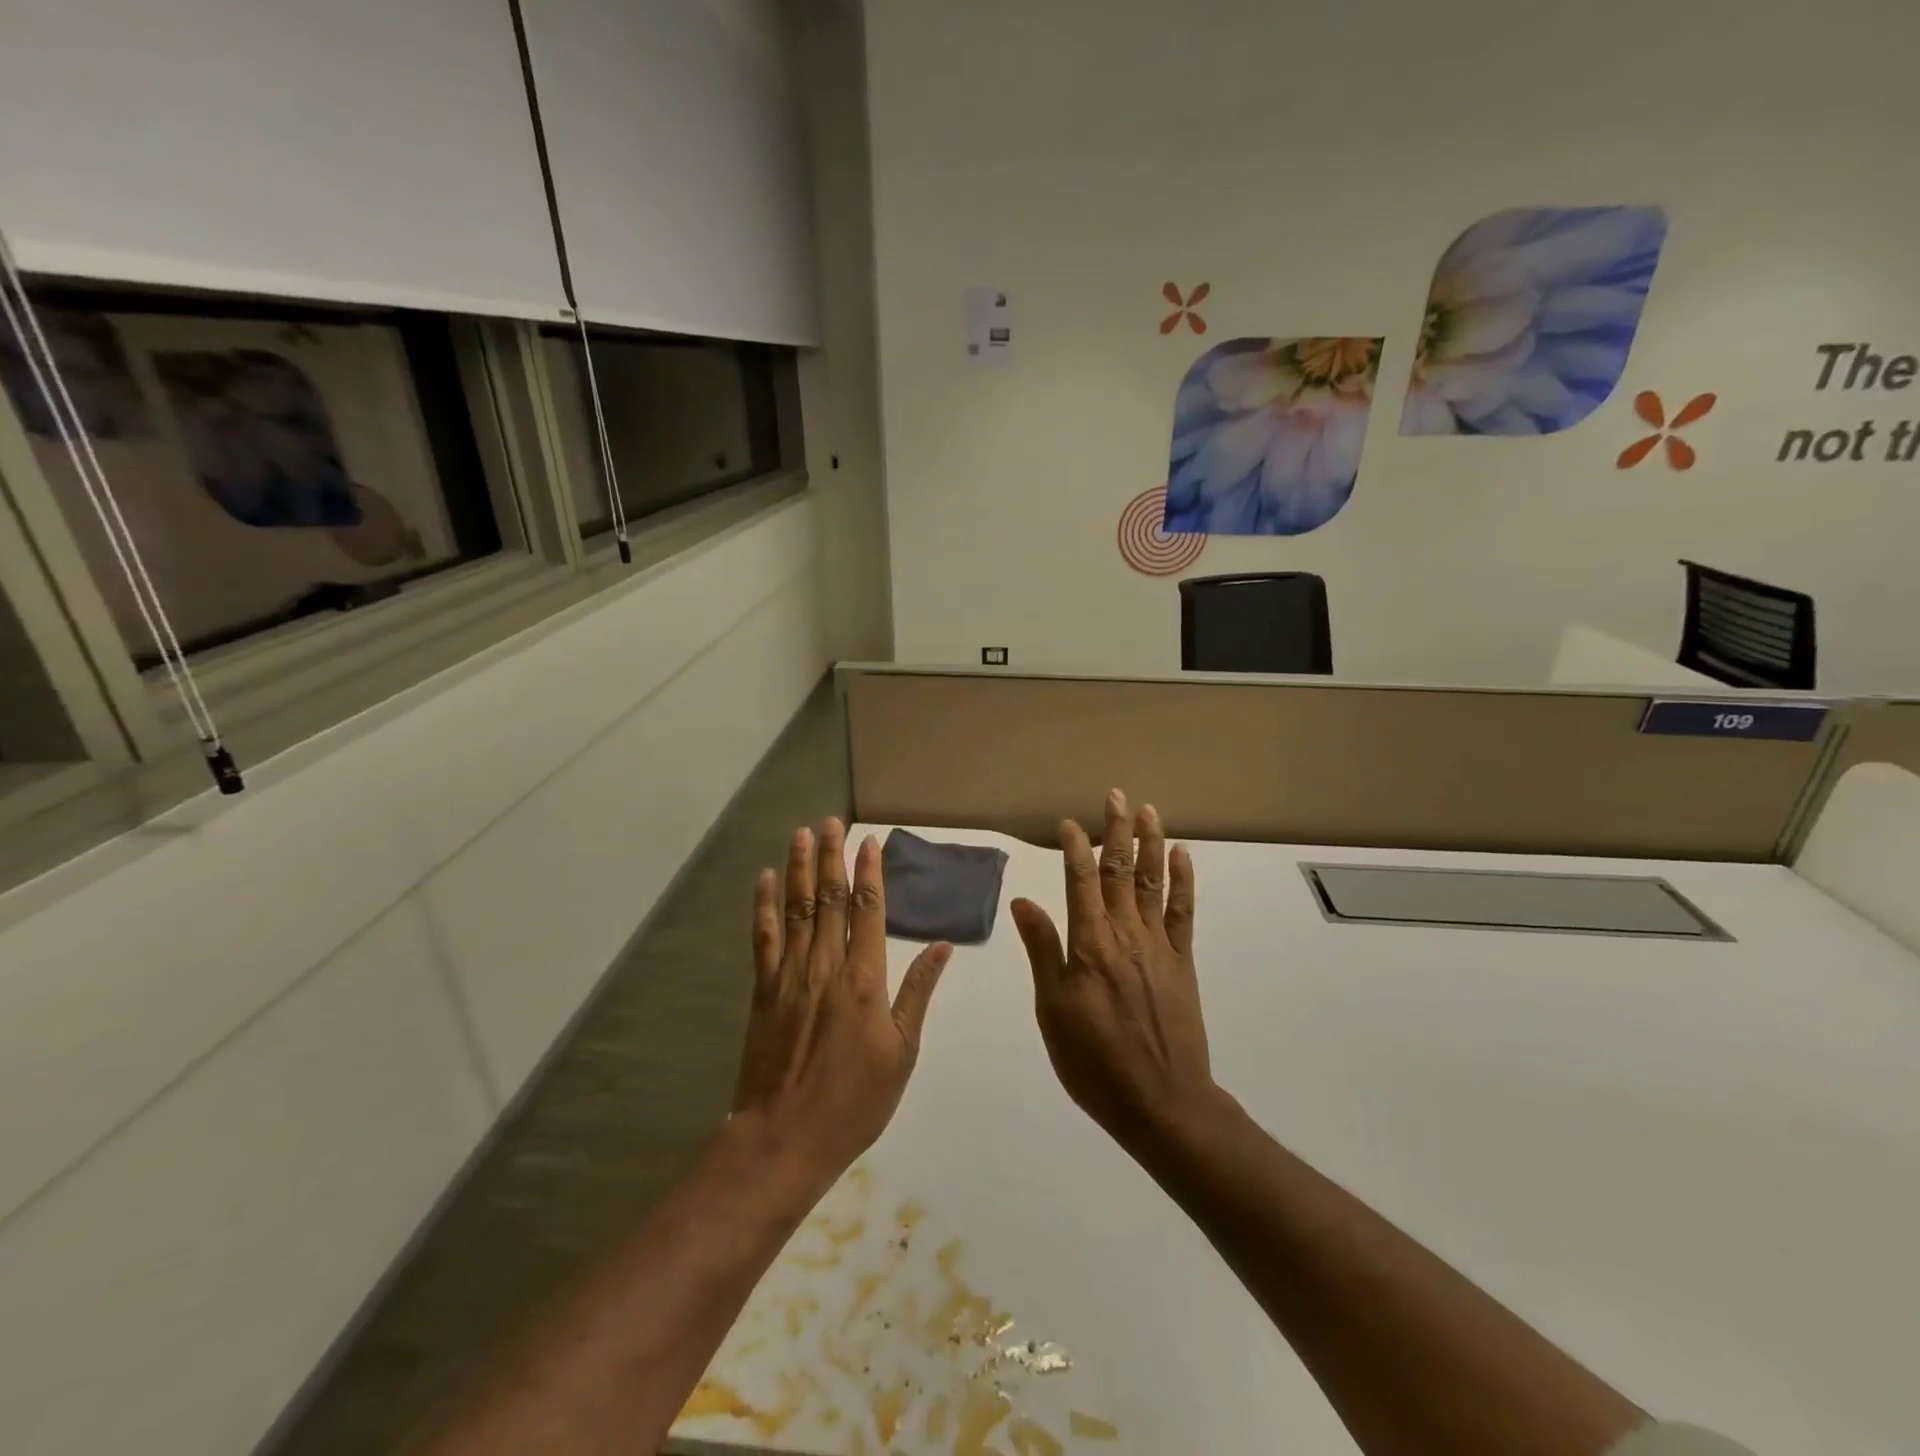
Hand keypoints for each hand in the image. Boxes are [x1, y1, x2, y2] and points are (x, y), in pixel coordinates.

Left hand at [732, 819, 950, 1185]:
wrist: (786, 1137)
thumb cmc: (855, 1100)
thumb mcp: (902, 1051)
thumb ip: (919, 992)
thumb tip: (943, 947)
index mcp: (865, 978)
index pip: (868, 910)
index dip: (869, 872)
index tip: (869, 842)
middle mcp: (826, 965)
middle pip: (830, 898)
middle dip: (832, 856)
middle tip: (830, 822)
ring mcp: (790, 975)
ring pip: (796, 908)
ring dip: (799, 868)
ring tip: (801, 835)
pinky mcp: (763, 990)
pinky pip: (764, 938)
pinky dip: (764, 905)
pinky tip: (764, 880)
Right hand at [1010, 790, 1217, 1148]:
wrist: (1161, 1102)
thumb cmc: (1094, 1061)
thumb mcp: (1053, 1010)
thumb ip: (1043, 950)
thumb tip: (1024, 901)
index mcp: (1090, 944)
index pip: (1081, 880)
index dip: (1075, 847)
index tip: (1068, 823)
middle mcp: (1126, 933)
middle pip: (1121, 871)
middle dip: (1117, 831)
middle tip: (1117, 796)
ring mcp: (1159, 945)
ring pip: (1153, 882)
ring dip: (1151, 844)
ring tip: (1148, 811)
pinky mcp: (1182, 961)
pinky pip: (1182, 912)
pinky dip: (1182, 882)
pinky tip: (1182, 858)